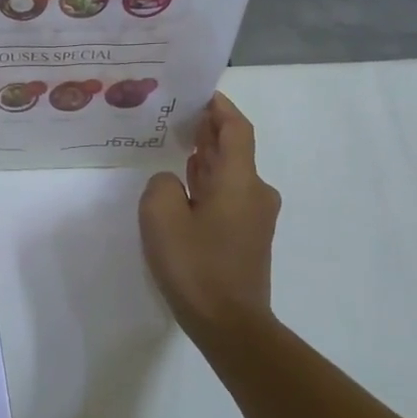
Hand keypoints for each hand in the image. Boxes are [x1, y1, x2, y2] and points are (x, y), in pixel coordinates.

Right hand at [139, 92, 281, 342]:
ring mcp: (255, 217)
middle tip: (177, 115)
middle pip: (234, 149)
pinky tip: (185, 186)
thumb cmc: (196, 266)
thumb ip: (162, 184)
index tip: (199, 92)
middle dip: (209, 130)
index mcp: (240, 181)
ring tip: (176, 144)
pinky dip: (209, 183)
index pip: (236, 129)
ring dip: (208, 158)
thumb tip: (173, 182)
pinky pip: (228, 196)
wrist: (231, 325)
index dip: (220, 107)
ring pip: (231, 174)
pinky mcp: (248, 237)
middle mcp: (255, 192)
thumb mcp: (161, 216)